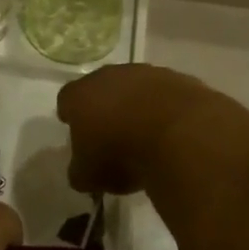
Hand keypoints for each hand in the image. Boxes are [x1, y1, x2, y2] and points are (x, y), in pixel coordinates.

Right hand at [58, 64, 219, 196]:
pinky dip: (167, 110)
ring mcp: (148, 73)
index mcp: (81, 94)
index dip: (71, 116)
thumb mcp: (89, 176)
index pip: (67, 100)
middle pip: (102, 88)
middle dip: (106, 108)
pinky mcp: (180, 79)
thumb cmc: (122, 155)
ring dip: (138, 107)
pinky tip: (173, 133)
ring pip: (137, 88)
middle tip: (112, 135)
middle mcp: (111, 75)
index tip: (78, 133)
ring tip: (147, 136)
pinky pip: (167, 95)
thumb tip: (81, 171)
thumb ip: (80, 171)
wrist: (181, 135)